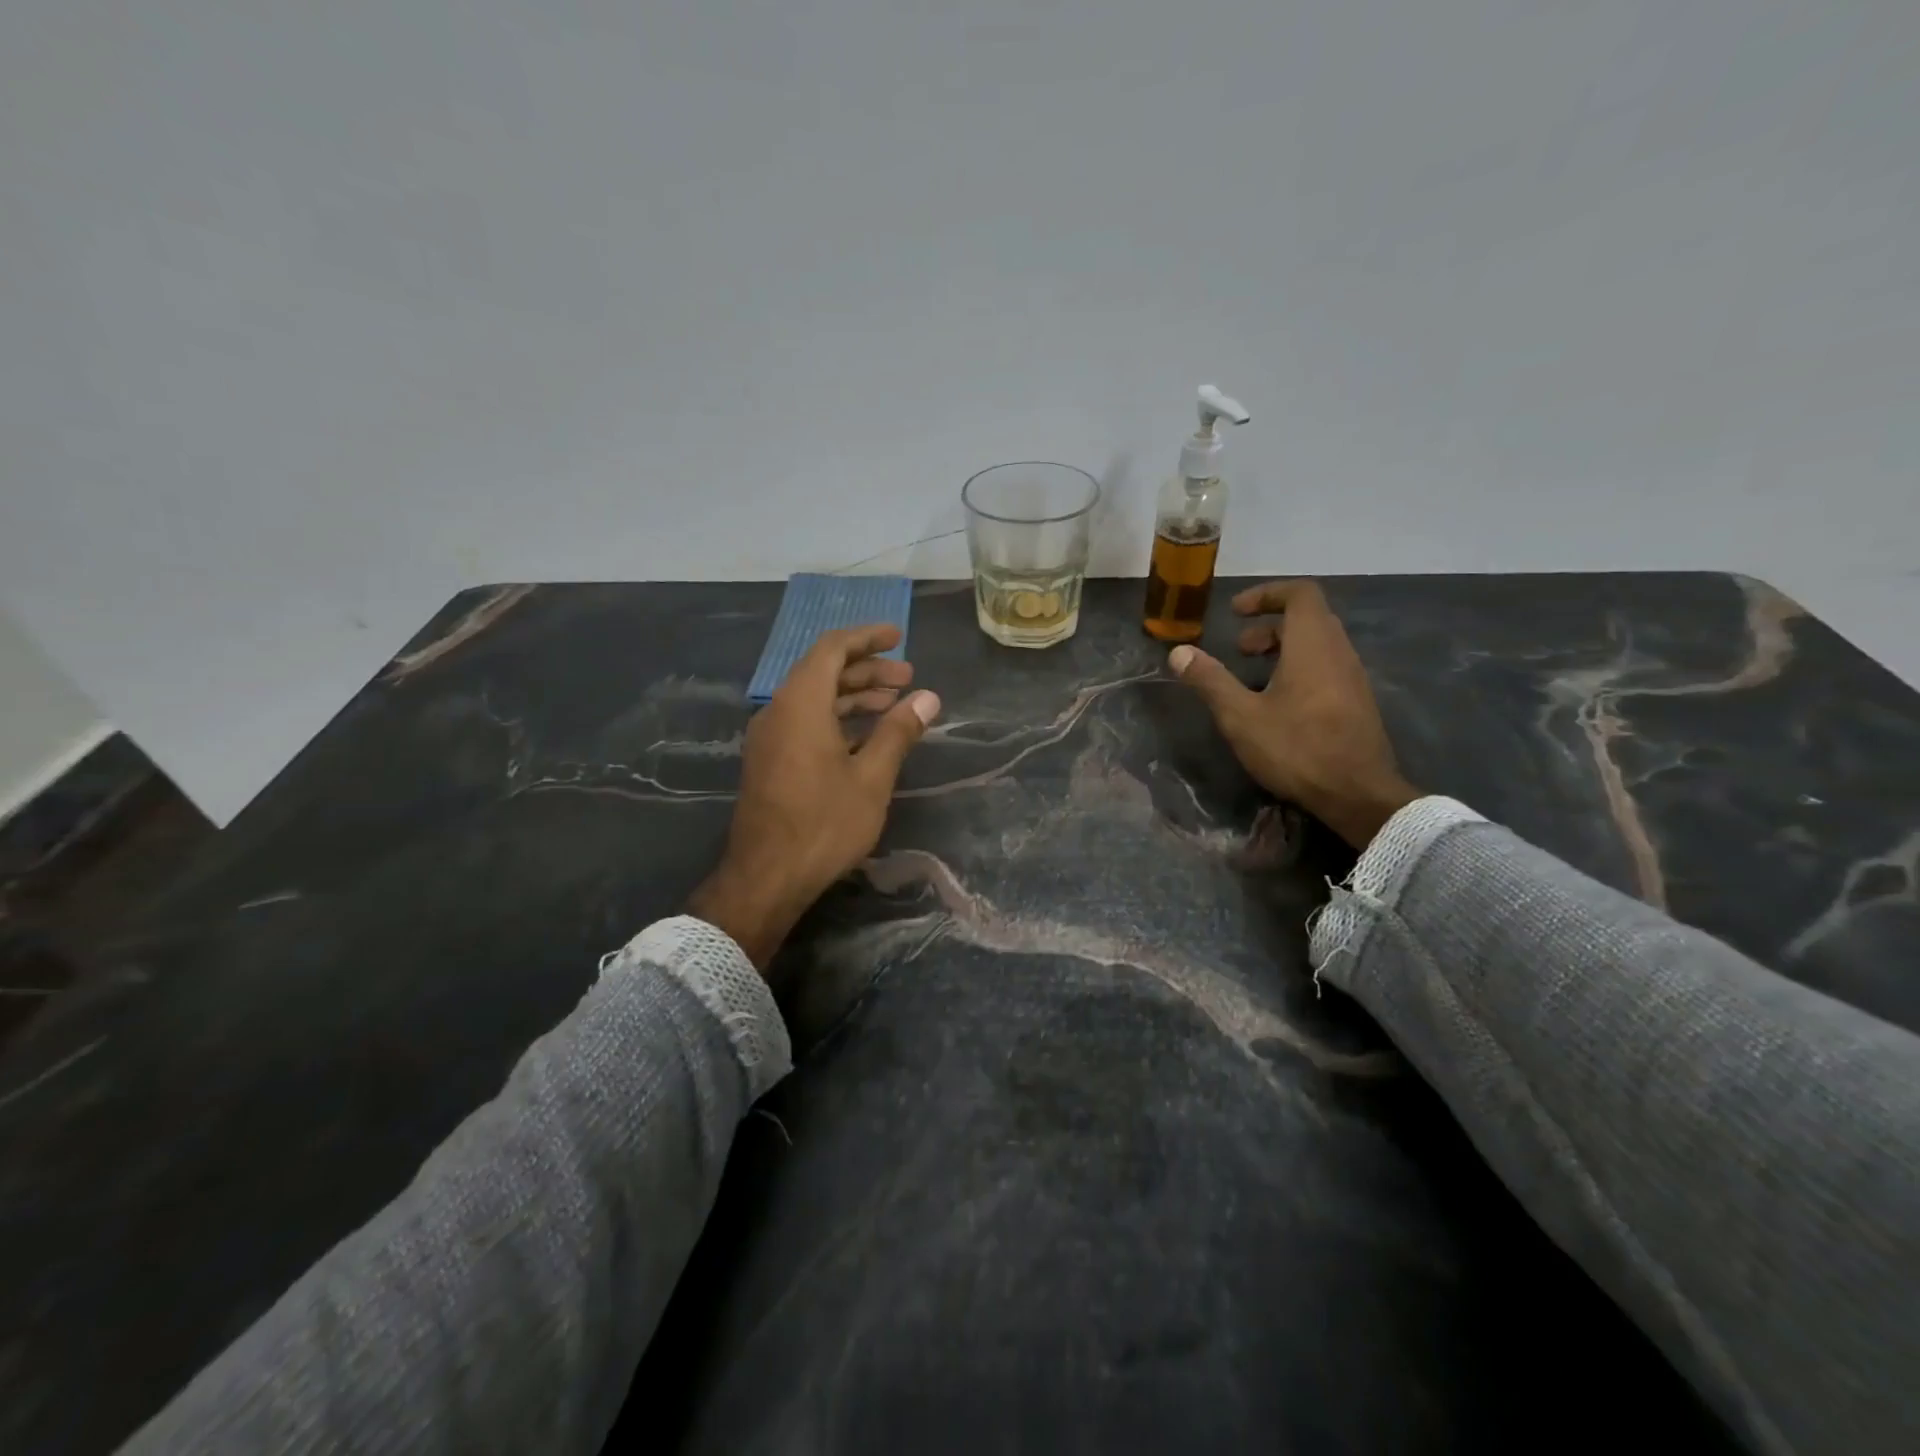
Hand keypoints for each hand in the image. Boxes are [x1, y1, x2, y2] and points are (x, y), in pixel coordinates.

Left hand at [689, 625, 940, 968]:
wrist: (766, 877)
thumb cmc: (824, 823)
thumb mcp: (871, 777)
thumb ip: (898, 731)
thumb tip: (928, 698)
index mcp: (800, 703)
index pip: (833, 649)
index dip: (867, 638)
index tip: (898, 637)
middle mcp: (779, 710)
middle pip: (824, 672)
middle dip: (867, 670)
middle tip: (908, 677)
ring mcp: (770, 737)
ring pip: (814, 698)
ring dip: (854, 696)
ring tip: (894, 703)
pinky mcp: (769, 760)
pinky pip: (805, 721)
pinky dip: (837, 718)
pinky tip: (866, 736)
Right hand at [1167, 579, 1417, 849]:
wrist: (1358, 795)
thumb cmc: (1297, 749)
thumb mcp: (1241, 716)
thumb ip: (1210, 680)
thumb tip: (1178, 652)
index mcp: (1313, 645)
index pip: (1300, 593)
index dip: (1266, 593)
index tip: (1235, 612)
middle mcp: (1339, 651)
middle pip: (1308, 618)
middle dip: (1269, 626)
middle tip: (1238, 649)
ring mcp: (1353, 677)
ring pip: (1318, 644)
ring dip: (1283, 649)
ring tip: (1252, 676)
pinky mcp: (1357, 702)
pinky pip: (1327, 666)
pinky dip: (1299, 668)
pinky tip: (1277, 704)